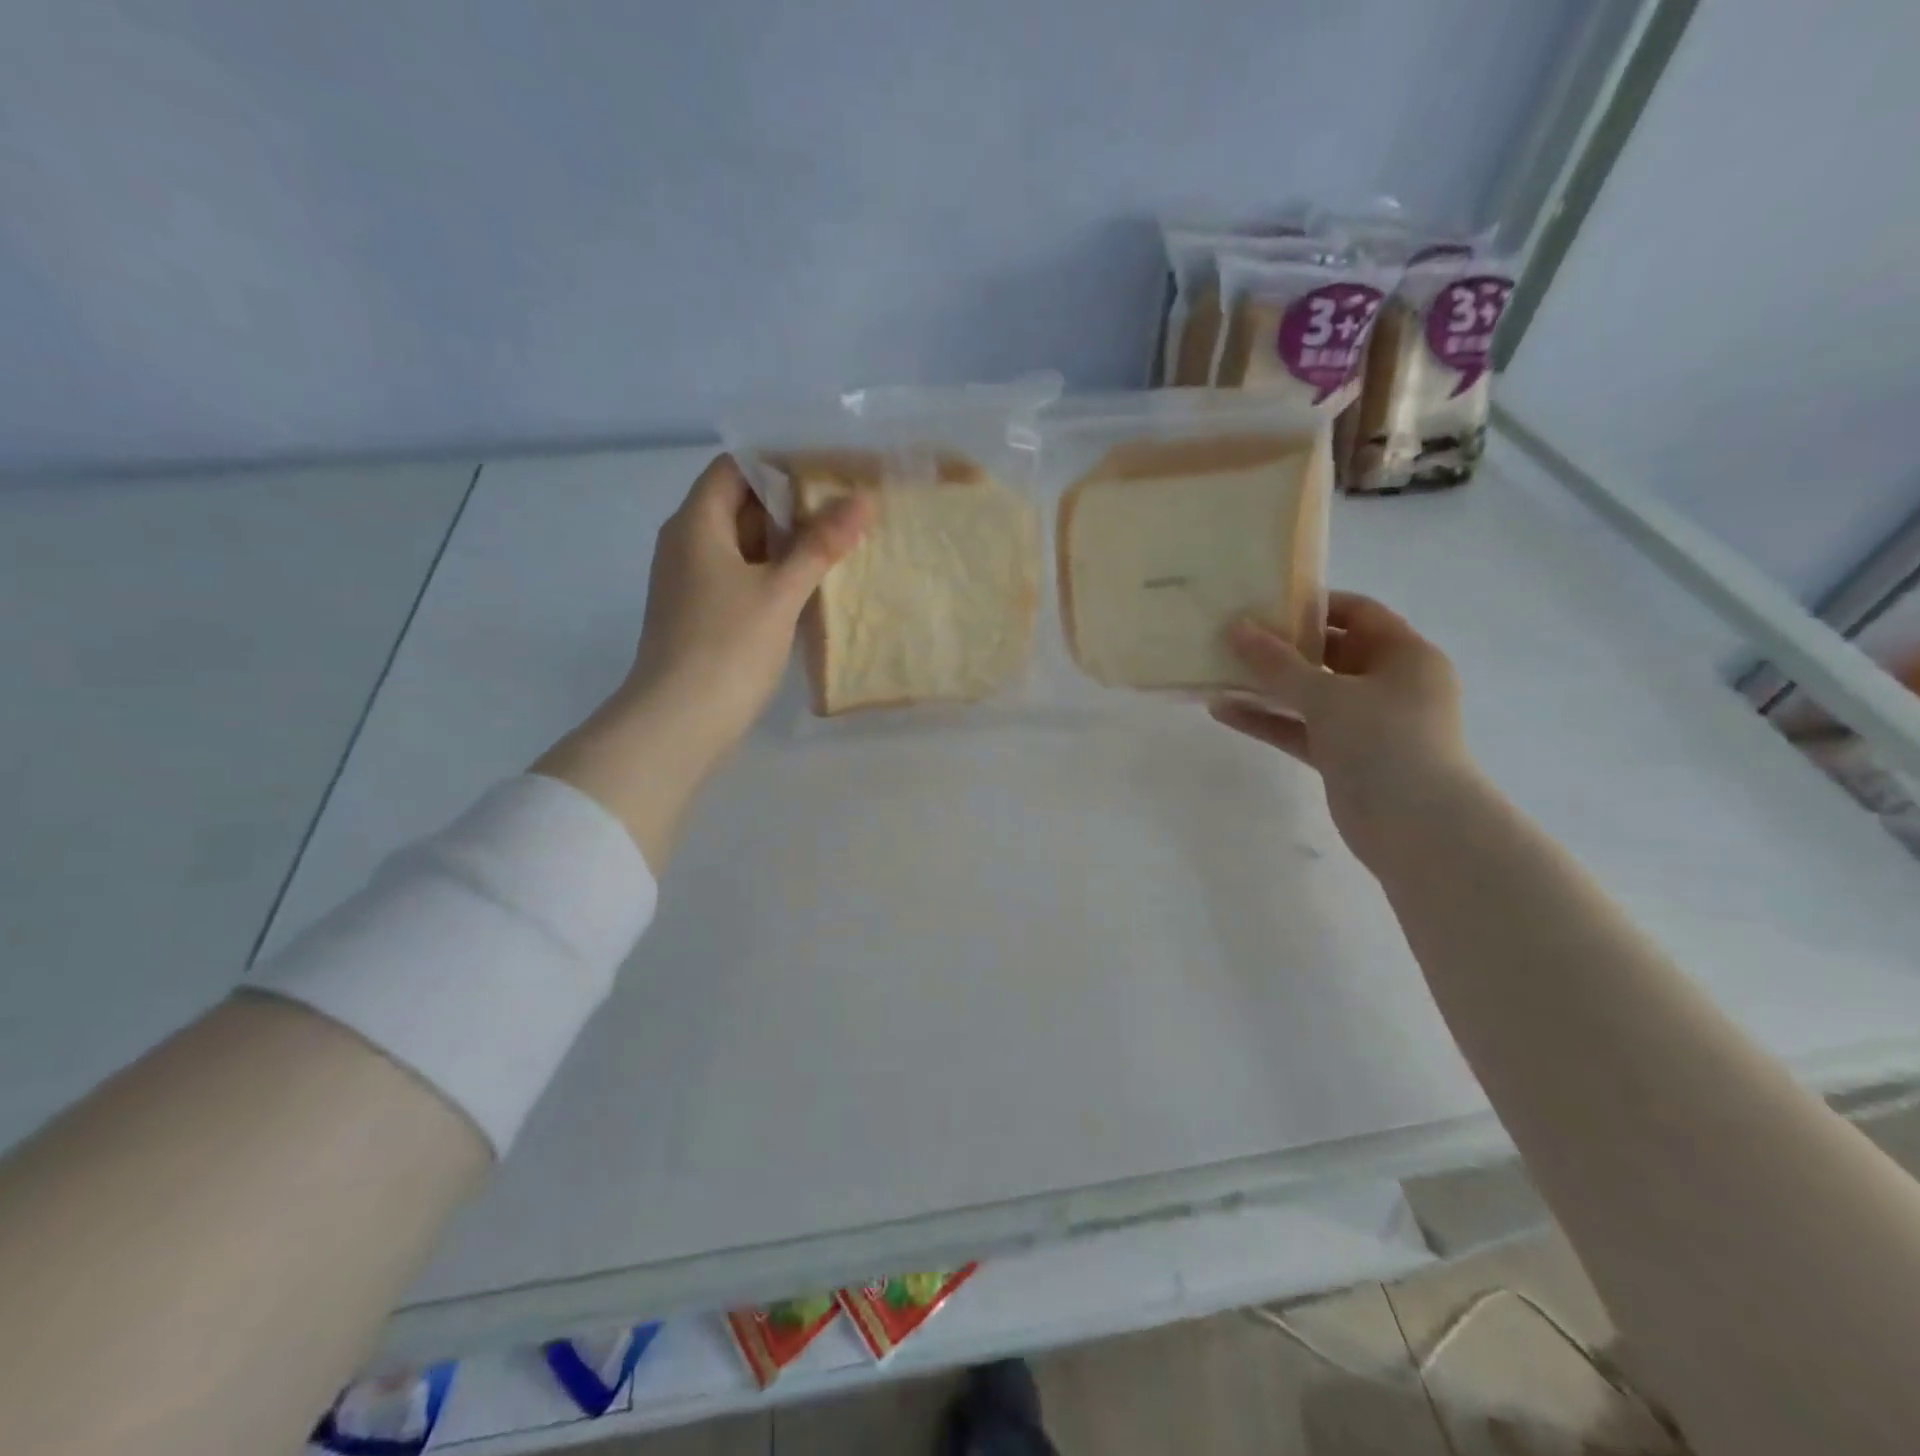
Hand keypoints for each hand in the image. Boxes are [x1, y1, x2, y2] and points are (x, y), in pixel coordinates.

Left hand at [621, 452, 870, 749]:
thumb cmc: (726, 647)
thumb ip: (820, 545)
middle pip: (740, 505)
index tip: (830, 472)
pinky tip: (810, 588)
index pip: (736, 468)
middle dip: (792, 506)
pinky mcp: (700, 614)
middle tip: (846, 509)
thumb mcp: (780, 592)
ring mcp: (691, 582)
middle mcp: (686, 543)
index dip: (780, 464)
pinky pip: (740, 578)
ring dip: (786, 544)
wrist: (678, 723)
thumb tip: (862, 500)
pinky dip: (772, 575)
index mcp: (696, 523)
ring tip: (839, 544)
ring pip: (743, 546)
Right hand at [1209, 591, 1473, 866]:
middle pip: (1330, 653)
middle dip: (1283, 645)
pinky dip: (1268, 720)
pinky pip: (1300, 728)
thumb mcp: (1328, 695)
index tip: (1266, 600)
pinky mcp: (1343, 756)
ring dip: (1267, 685)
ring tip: (1218, 670)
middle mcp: (1388, 683)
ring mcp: (1365, 723)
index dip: (1314, 605)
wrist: (1416, 828)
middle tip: (1234, 633)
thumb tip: (1234, 628)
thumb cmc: (1385, 742)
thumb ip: (1277, 663)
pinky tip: (1223, 711)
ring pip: (1310, 694)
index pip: (1359, 613)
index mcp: (1404, 655)